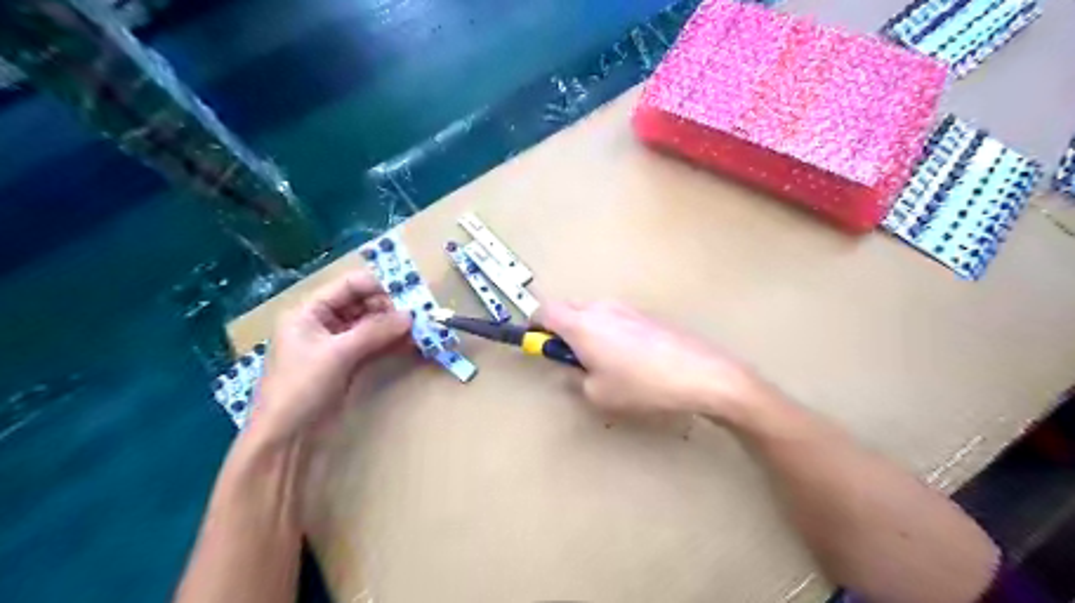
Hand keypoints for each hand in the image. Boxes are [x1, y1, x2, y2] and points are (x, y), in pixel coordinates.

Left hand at [247, 271, 411, 443]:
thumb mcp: (337, 354)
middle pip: (362, 304)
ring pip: (370, 325)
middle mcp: (322, 324)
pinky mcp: (348, 365)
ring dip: (393, 326)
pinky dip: (391, 343)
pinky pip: (373, 345)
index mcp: (309, 312)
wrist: (286, 441)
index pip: (348, 285)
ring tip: (420, 329)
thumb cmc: (301, 389)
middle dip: (390, 308)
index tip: (408, 296)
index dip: (378, 287)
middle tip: (418, 316)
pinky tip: (411, 344)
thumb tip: (411, 315)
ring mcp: (336, 345)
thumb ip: (374, 331)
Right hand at [543, 298, 768, 421]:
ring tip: (603, 362)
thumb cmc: (642, 386)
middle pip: (566, 309)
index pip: (543, 311)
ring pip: (591, 313)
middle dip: (561, 330)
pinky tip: (629, 359)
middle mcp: (600, 309)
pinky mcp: (645, 315)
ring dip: (586, 331)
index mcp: (581, 324)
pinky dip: (608, 332)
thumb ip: (574, 377)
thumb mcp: (598, 393)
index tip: (537, 344)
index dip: (534, 327)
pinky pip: (614, 318)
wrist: (699, 374)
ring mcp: (625, 308)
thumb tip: (571, 367)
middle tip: (571, 358)